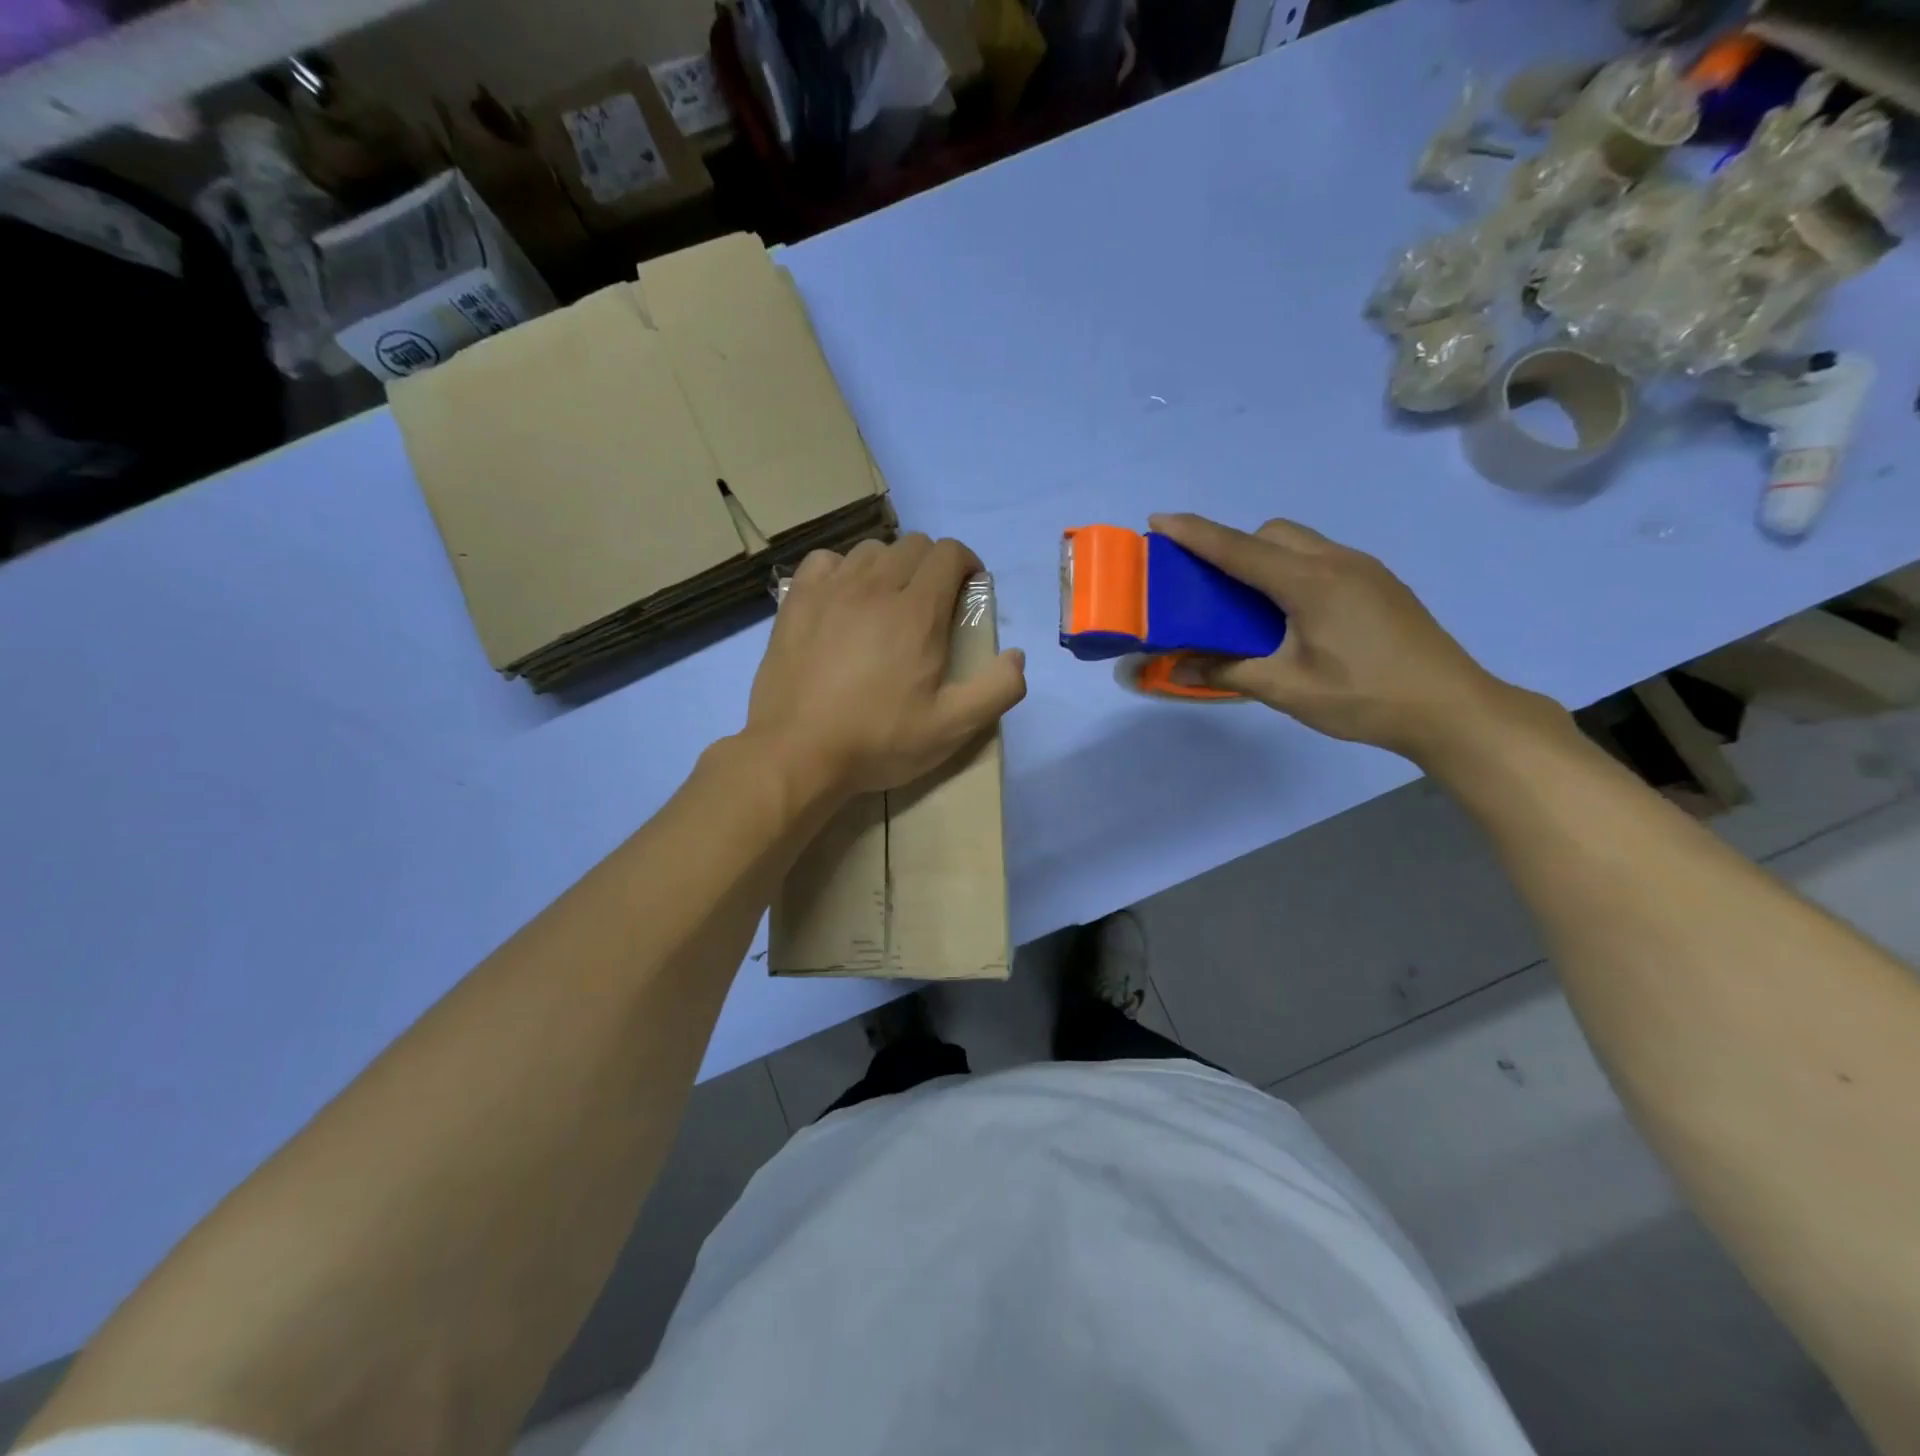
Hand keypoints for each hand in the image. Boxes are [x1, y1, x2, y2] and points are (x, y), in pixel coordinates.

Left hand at [745, 534, 1026, 800]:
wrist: (797, 753)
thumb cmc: (878, 740)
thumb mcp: (952, 728)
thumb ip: (997, 689)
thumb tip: (1016, 656)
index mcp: (917, 611)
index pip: (950, 553)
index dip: (967, 565)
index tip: (968, 592)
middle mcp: (875, 586)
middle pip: (913, 545)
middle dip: (932, 565)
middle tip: (932, 604)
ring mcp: (831, 589)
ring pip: (871, 550)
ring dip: (890, 566)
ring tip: (888, 602)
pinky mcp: (797, 601)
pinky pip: (826, 561)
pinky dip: (843, 570)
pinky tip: (843, 599)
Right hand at [1150, 513, 1533, 765]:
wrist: (1451, 708)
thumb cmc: (1364, 697)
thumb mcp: (1287, 690)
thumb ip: (1229, 672)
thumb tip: (1179, 669)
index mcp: (1310, 582)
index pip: (1239, 549)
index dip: (1195, 533)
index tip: (1158, 520)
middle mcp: (1337, 561)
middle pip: (1272, 533)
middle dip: (1233, 546)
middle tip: (1211, 586)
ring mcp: (1364, 569)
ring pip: (1300, 542)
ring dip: (1266, 557)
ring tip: (1250, 604)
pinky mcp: (1380, 583)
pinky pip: (1322, 558)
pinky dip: (1293, 570)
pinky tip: (1294, 614)